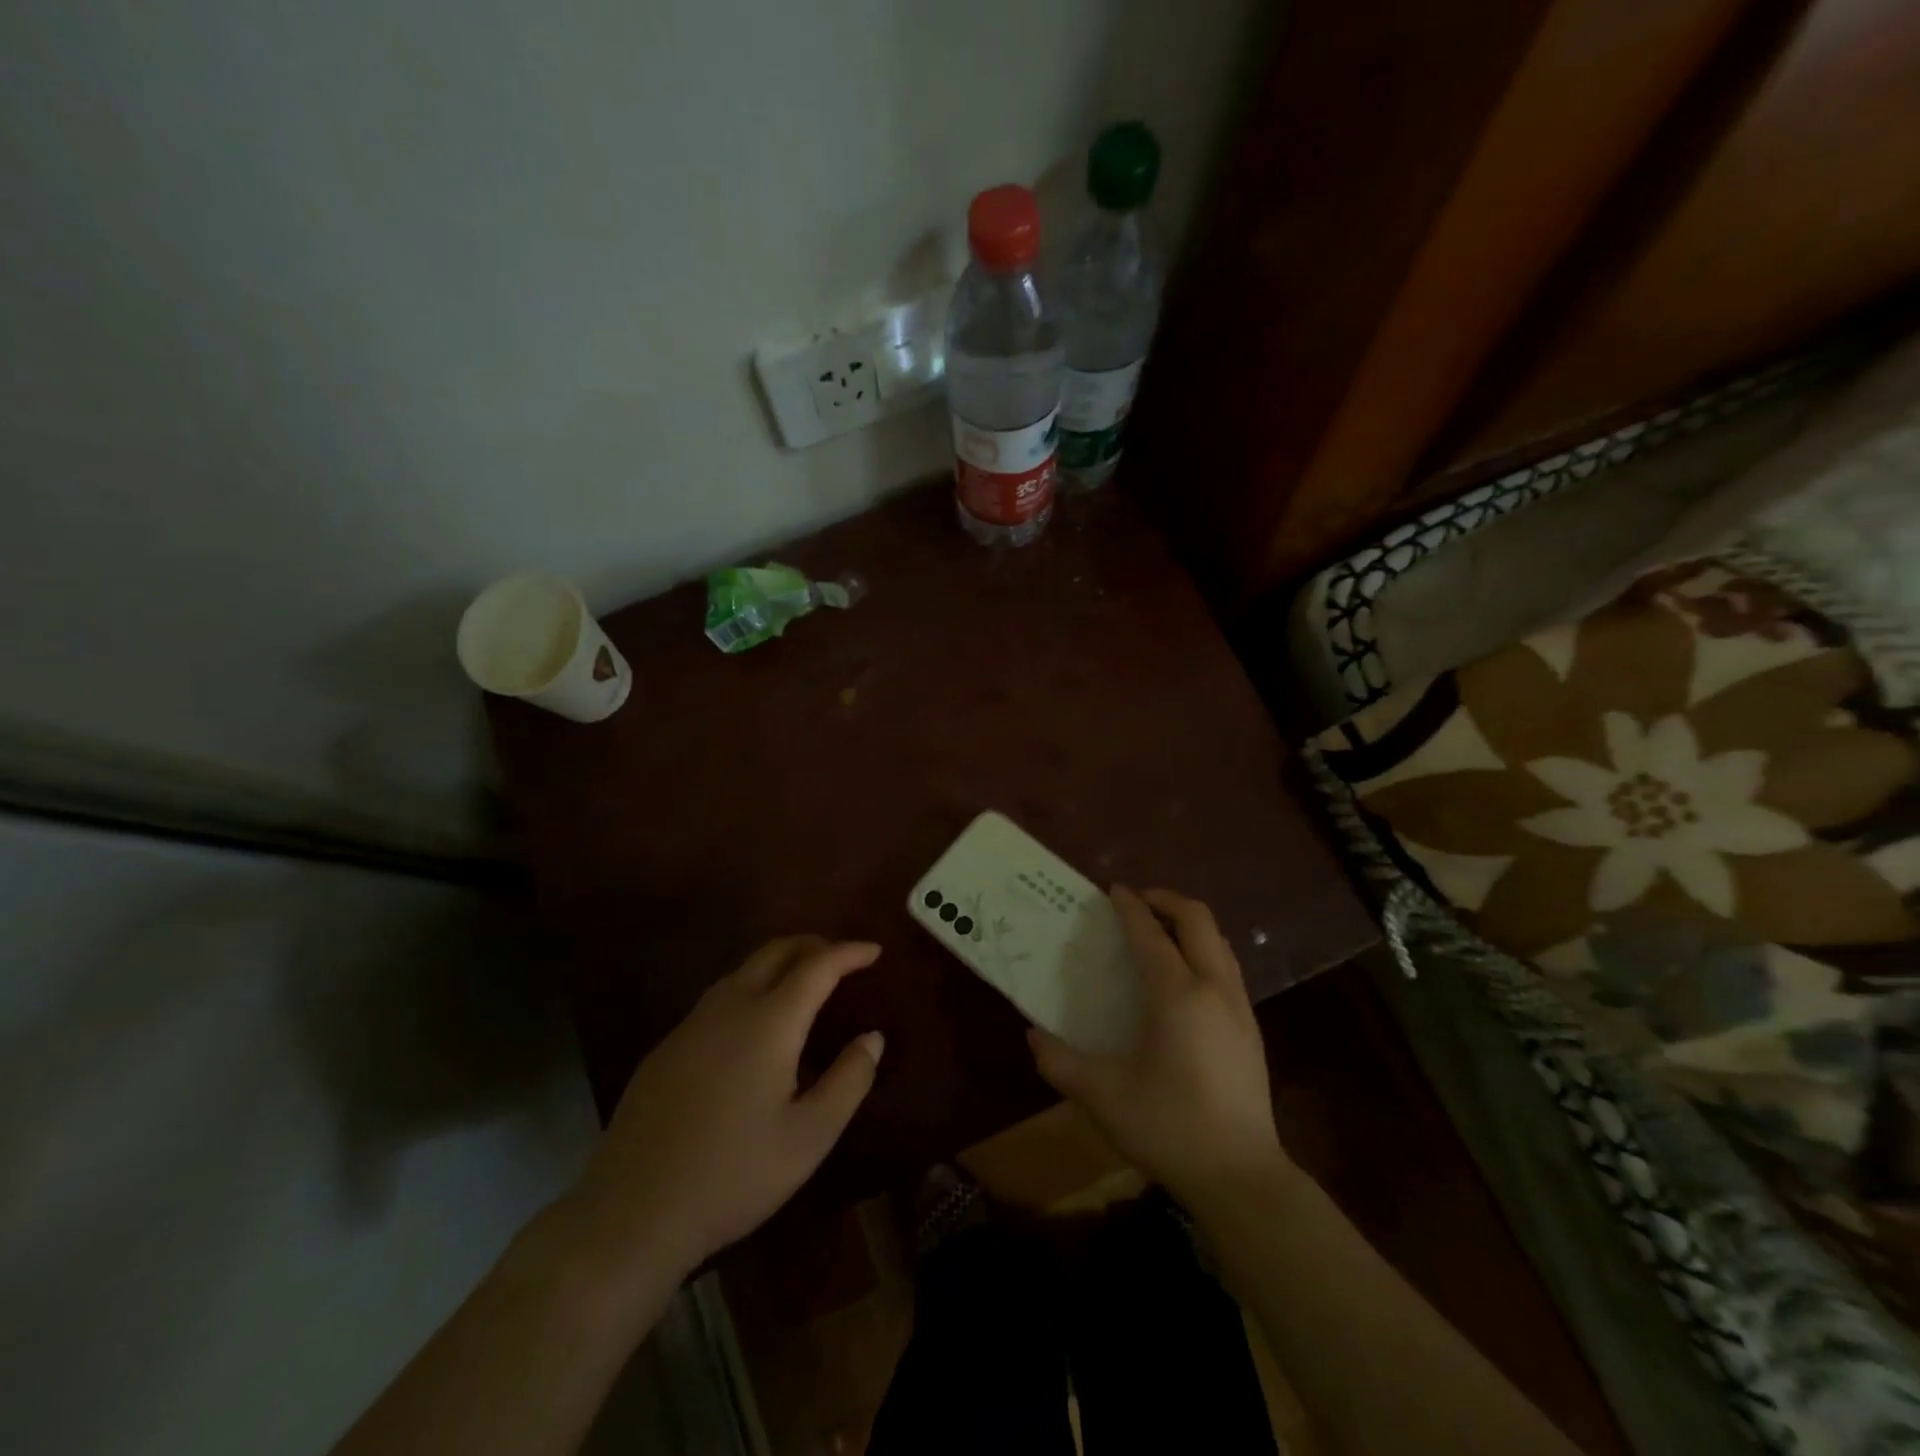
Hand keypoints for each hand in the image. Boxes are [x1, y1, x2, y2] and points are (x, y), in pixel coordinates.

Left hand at [565, 936, 883, 1278]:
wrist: (632, 1213)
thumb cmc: (734, 1175)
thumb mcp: (810, 1137)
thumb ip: (849, 1080)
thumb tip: (872, 1037)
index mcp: (770, 1022)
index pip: (818, 966)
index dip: (849, 952)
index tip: (875, 951)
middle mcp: (730, 1007)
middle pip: (776, 951)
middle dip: (813, 944)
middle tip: (842, 957)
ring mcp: (692, 1024)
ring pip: (743, 970)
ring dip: (780, 963)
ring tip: (804, 983)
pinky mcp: (666, 1047)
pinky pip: (718, 997)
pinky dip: (751, 988)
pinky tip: (754, 1025)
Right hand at [1028, 887, 1284, 1204]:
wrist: (1241, 1178)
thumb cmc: (1168, 1127)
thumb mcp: (1101, 1096)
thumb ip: (1060, 1061)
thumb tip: (1032, 1034)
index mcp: (1176, 995)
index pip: (1150, 933)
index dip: (1129, 906)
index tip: (1112, 890)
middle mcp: (1213, 988)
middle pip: (1197, 920)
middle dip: (1166, 901)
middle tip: (1137, 903)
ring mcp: (1239, 1008)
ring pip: (1218, 942)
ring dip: (1188, 925)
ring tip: (1159, 934)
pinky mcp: (1251, 1030)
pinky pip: (1227, 967)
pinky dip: (1203, 951)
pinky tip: (1183, 980)